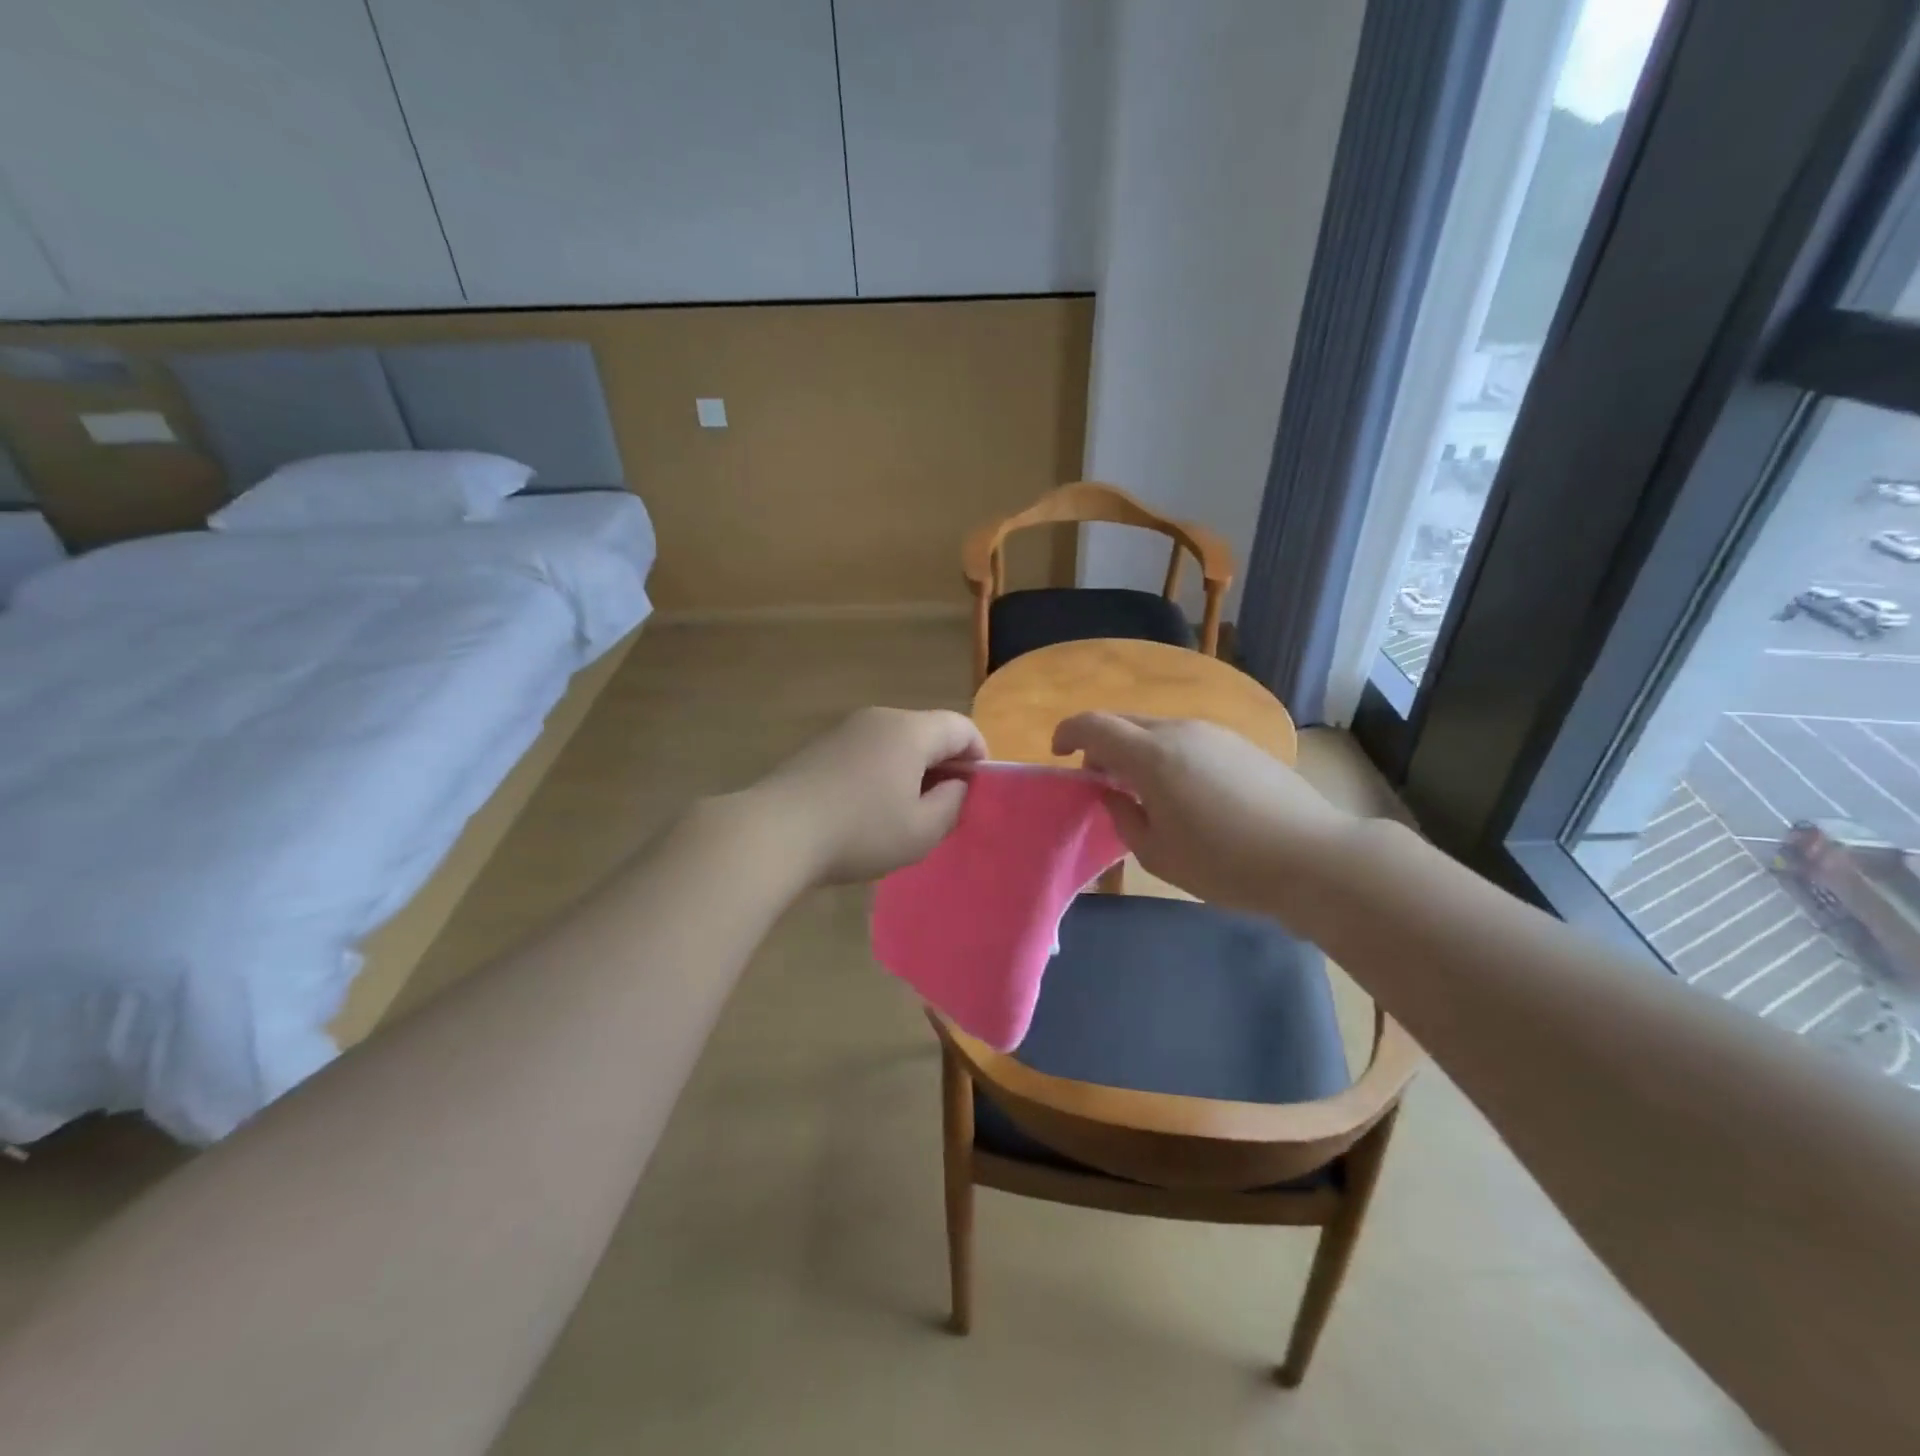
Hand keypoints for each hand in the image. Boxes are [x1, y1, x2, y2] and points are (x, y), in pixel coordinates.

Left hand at [750, 707, 985, 884]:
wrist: (775, 832)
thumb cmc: (860, 832)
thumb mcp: (921, 831)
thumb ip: (952, 804)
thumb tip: (956, 785)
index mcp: (910, 730)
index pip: (961, 727)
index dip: (979, 755)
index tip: (978, 789)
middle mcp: (880, 718)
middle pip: (927, 730)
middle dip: (945, 763)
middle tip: (947, 805)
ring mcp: (845, 729)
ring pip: (896, 741)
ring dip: (912, 769)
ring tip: (908, 811)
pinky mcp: (820, 747)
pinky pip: (867, 751)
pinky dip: (882, 771)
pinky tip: (870, 808)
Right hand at [1052, 713, 1356, 913]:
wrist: (1314, 857)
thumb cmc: (1225, 863)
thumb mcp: (1158, 854)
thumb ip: (1123, 817)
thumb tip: (1113, 793)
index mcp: (1152, 755)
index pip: (1094, 725)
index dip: (1068, 732)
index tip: (1059, 753)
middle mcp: (1181, 731)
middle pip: (1125, 721)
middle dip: (1101, 743)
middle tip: (1098, 778)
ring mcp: (1215, 733)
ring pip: (1158, 729)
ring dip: (1137, 750)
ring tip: (1142, 790)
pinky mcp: (1241, 744)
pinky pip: (1188, 739)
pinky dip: (1168, 754)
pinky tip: (1184, 791)